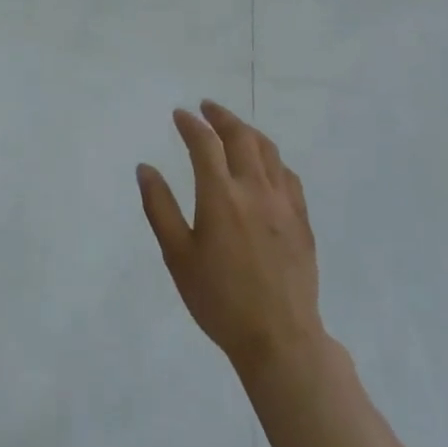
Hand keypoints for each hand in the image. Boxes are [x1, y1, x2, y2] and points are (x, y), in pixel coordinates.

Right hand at [138, 101, 322, 378]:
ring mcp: (284, 204)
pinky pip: (288, 175)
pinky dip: (272, 159)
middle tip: (206, 108)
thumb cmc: (219, 299)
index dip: (191, 124)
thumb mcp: (177, 256)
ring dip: (248, 132)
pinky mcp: (302, 220)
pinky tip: (265, 165)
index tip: (179, 114)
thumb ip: (159, 207)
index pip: (204, 143)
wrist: (279, 338)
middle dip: (221, 117)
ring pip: (269, 151)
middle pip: (241, 137)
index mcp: (221, 196)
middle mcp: (255, 190)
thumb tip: (145, 168)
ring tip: (234, 128)